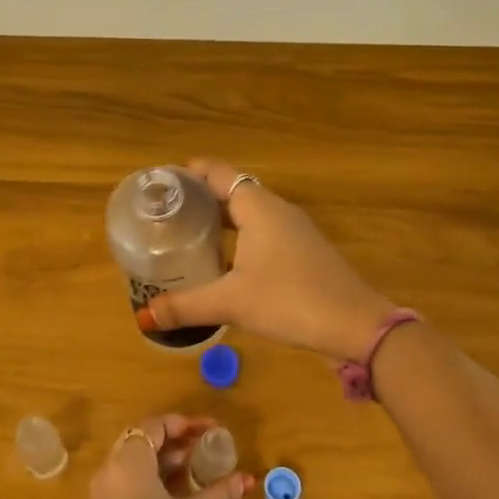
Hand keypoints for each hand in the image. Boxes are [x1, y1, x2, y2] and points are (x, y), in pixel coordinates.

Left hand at [89, 413, 250, 498]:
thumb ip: (220, 493)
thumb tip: (247, 479)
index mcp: (128, 463)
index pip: (154, 425)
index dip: (184, 423)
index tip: (212, 430)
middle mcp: (109, 470)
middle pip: (142, 438)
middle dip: (175, 438)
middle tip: (204, 445)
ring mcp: (103, 492)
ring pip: (133, 459)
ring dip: (164, 457)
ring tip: (197, 466)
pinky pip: (127, 478)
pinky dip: (152, 475)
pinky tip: (178, 490)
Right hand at [139, 157, 395, 362]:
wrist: (354, 325)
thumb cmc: (289, 300)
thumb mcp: (231, 303)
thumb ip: (185, 307)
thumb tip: (144, 316)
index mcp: (259, 207)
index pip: (219, 173)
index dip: (189, 173)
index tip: (161, 183)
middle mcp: (277, 210)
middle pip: (233, 191)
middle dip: (200, 200)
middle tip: (165, 215)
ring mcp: (295, 231)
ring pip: (250, 215)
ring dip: (221, 221)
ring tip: (186, 237)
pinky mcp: (304, 253)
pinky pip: (263, 234)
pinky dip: (239, 239)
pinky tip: (223, 265)